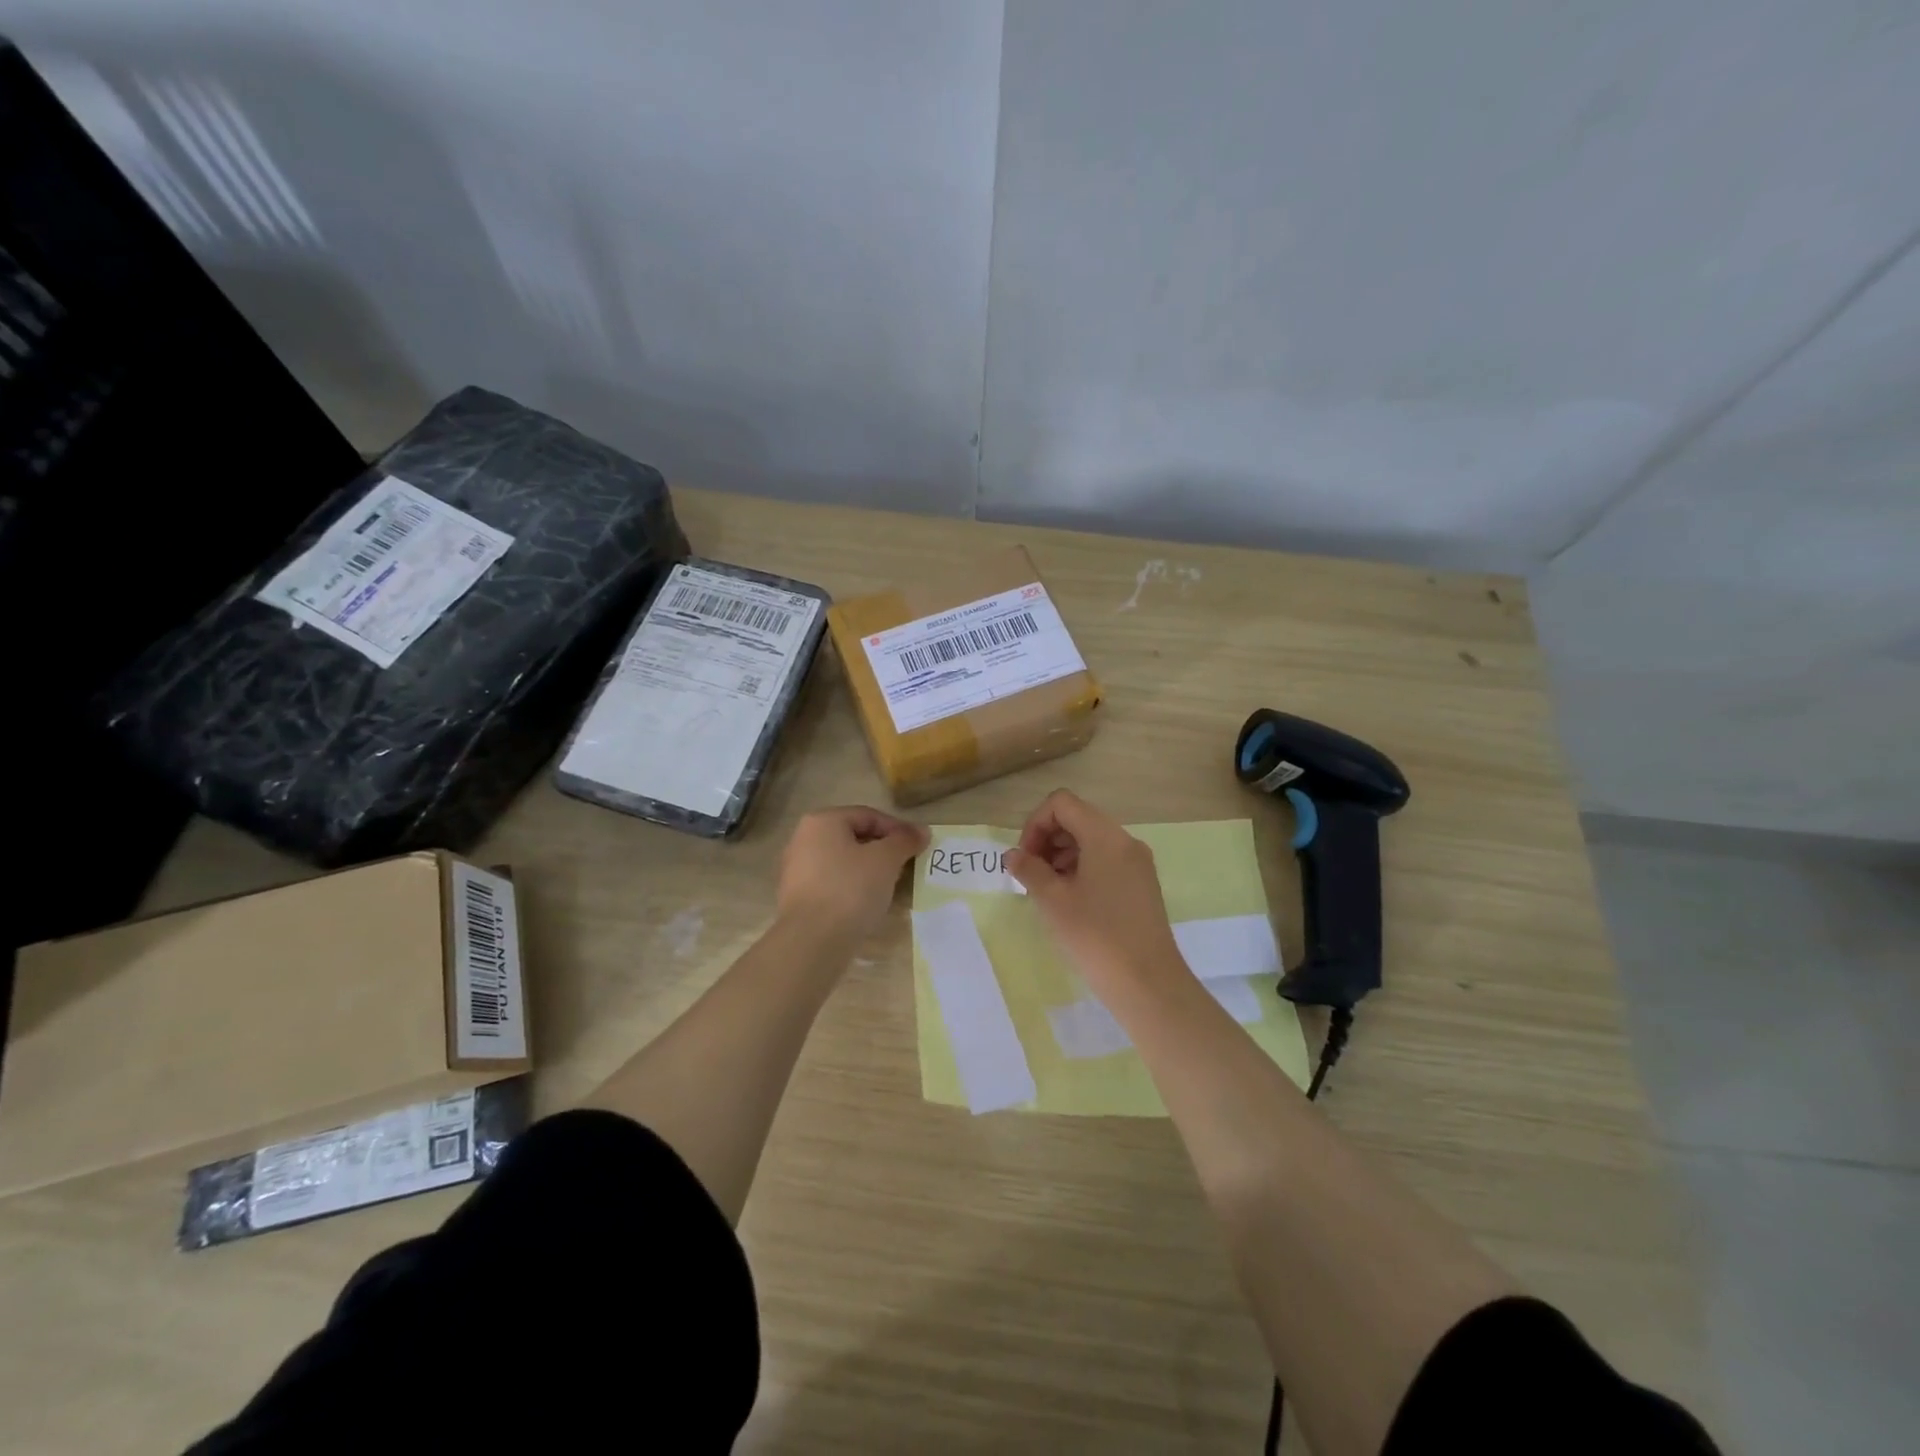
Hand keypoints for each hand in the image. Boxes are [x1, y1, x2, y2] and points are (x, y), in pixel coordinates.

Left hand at [776, 806, 927, 943]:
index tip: (918, 847)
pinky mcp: (797, 897)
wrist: (812, 941)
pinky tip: (867, 903)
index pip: (868, 816)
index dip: (898, 829)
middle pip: (854, 837)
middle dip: (883, 850)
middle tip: (906, 866)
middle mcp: (804, 838)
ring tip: (890, 885)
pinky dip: (852, 887)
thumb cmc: (851, 889)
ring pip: (843, 861)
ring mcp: (796, 869)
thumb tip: (922, 831)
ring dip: (868, 870)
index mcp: (822, 821)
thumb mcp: (886, 860)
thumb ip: (905, 841)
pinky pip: (832, 883)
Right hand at [1005, 789, 1183, 998]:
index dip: (1035, 824)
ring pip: (1091, 841)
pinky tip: (1069, 901)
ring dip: (1062, 855)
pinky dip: (1081, 869)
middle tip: (1030, 875)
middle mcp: (1125, 841)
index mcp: (1106, 836)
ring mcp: (1137, 864)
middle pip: (1077, 819)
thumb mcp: (1053, 901)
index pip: (1062, 803)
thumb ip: (1029, 870)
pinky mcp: (1142, 885)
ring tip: (1046, 891)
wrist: (1148, 984)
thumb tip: (1013, 855)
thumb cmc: (1096, 937)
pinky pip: (1106, 861)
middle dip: (1047, 839)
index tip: (1024, 859)